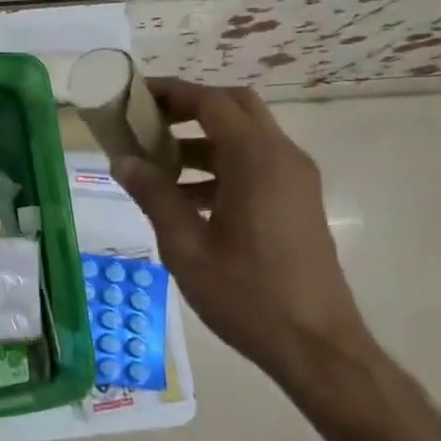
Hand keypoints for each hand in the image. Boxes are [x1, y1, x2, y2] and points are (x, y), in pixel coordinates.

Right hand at [109, 80, 371, 389]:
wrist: (318, 347)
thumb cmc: (247, 294)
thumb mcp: (186, 246)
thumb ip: (153, 195)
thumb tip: (122, 161)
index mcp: (256, 160)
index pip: (211, 103)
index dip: (171, 93)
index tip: (135, 95)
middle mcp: (283, 157)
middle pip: (236, 108)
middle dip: (191, 108)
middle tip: (149, 122)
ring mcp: (296, 180)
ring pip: (246, 137)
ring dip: (203, 140)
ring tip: (158, 165)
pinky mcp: (298, 202)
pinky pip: (257, 164)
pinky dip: (222, 165)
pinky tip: (188, 199)